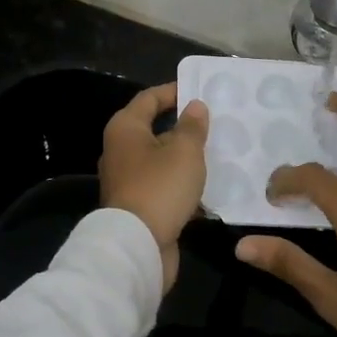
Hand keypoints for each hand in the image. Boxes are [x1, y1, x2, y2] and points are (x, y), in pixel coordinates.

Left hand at [99, 83, 209, 290]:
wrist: (137, 246)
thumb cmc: (159, 188)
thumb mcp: (184, 151)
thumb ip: (192, 126)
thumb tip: (194, 106)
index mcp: (125, 129)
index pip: (149, 98)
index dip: (174, 91)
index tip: (200, 90)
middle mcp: (120, 150)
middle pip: (154, 129)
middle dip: (183, 126)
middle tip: (215, 122)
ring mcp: (127, 180)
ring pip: (160, 159)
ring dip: (185, 157)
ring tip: (217, 152)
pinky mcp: (137, 206)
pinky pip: (163, 185)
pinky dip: (182, 183)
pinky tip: (208, 186)